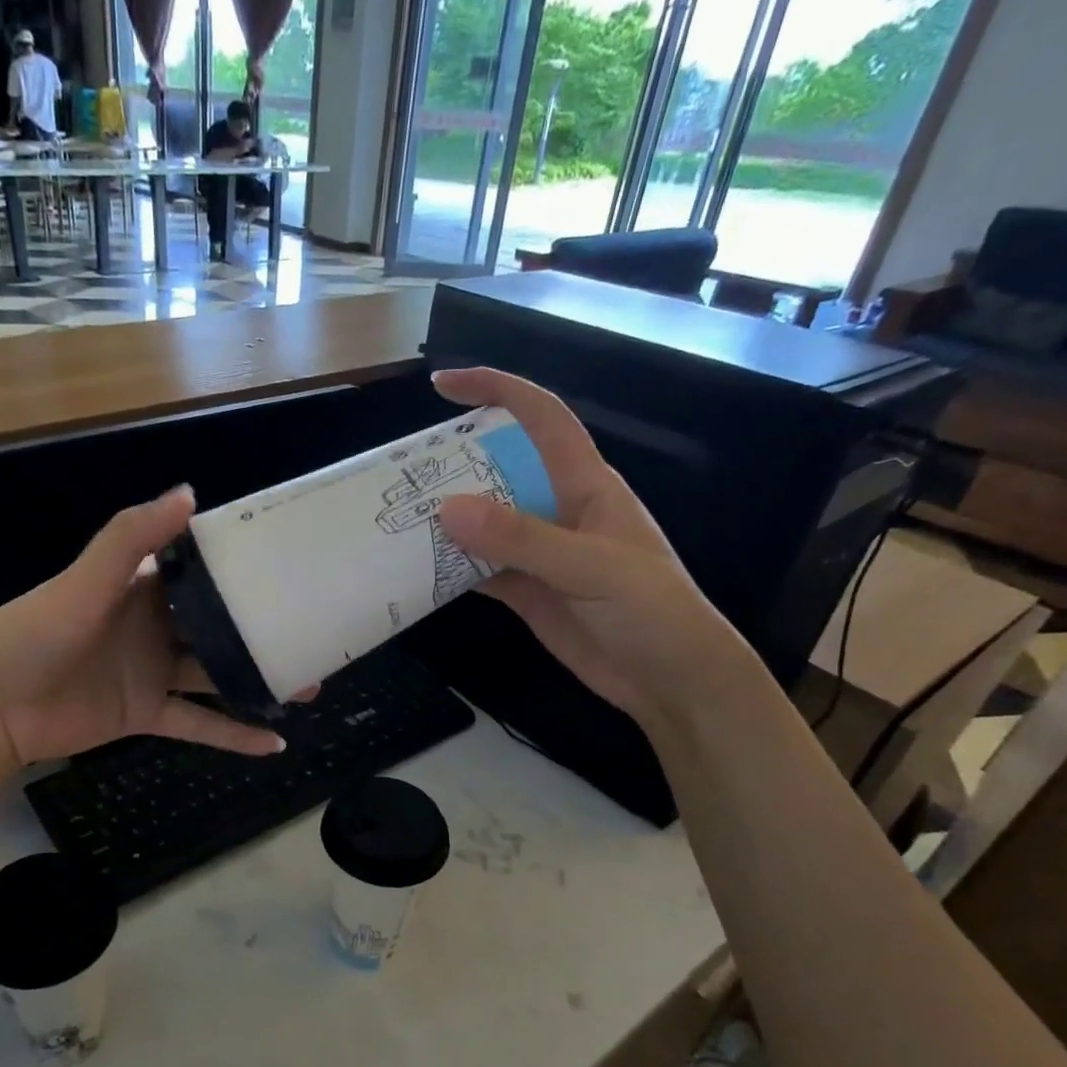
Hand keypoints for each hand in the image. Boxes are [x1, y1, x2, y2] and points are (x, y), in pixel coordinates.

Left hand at [0, 487, 285, 772]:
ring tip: (308, 685)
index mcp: (142, 588)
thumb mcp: (85, 580)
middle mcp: (154, 627)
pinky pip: (198, 725)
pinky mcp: (146, 715)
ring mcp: (152, 673)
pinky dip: (233, 736)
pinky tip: (274, 745)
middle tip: (312, 632)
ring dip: (258, 681)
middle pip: (218, 626)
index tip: (288, 564)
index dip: (241, 567)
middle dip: (261, 629)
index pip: (200, 571)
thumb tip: (190, 493)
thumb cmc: (36, 633)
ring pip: (217, 676)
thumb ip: (133, 538)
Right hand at [433, 368, 755, 730]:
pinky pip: (478, 570)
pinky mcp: (525, 591)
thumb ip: (521, 538)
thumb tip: (447, 509)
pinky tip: (417, 570)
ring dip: (445, 522)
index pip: (541, 419)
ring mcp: (538, 554)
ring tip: (395, 520)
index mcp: (585, 484)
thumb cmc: (652, 611)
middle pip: (498, 471)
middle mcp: (557, 510)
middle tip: (399, 474)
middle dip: (453, 464)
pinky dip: (449, 568)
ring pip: (483, 524)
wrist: (671, 681)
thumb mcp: (591, 566)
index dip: (498, 391)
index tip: (444, 385)